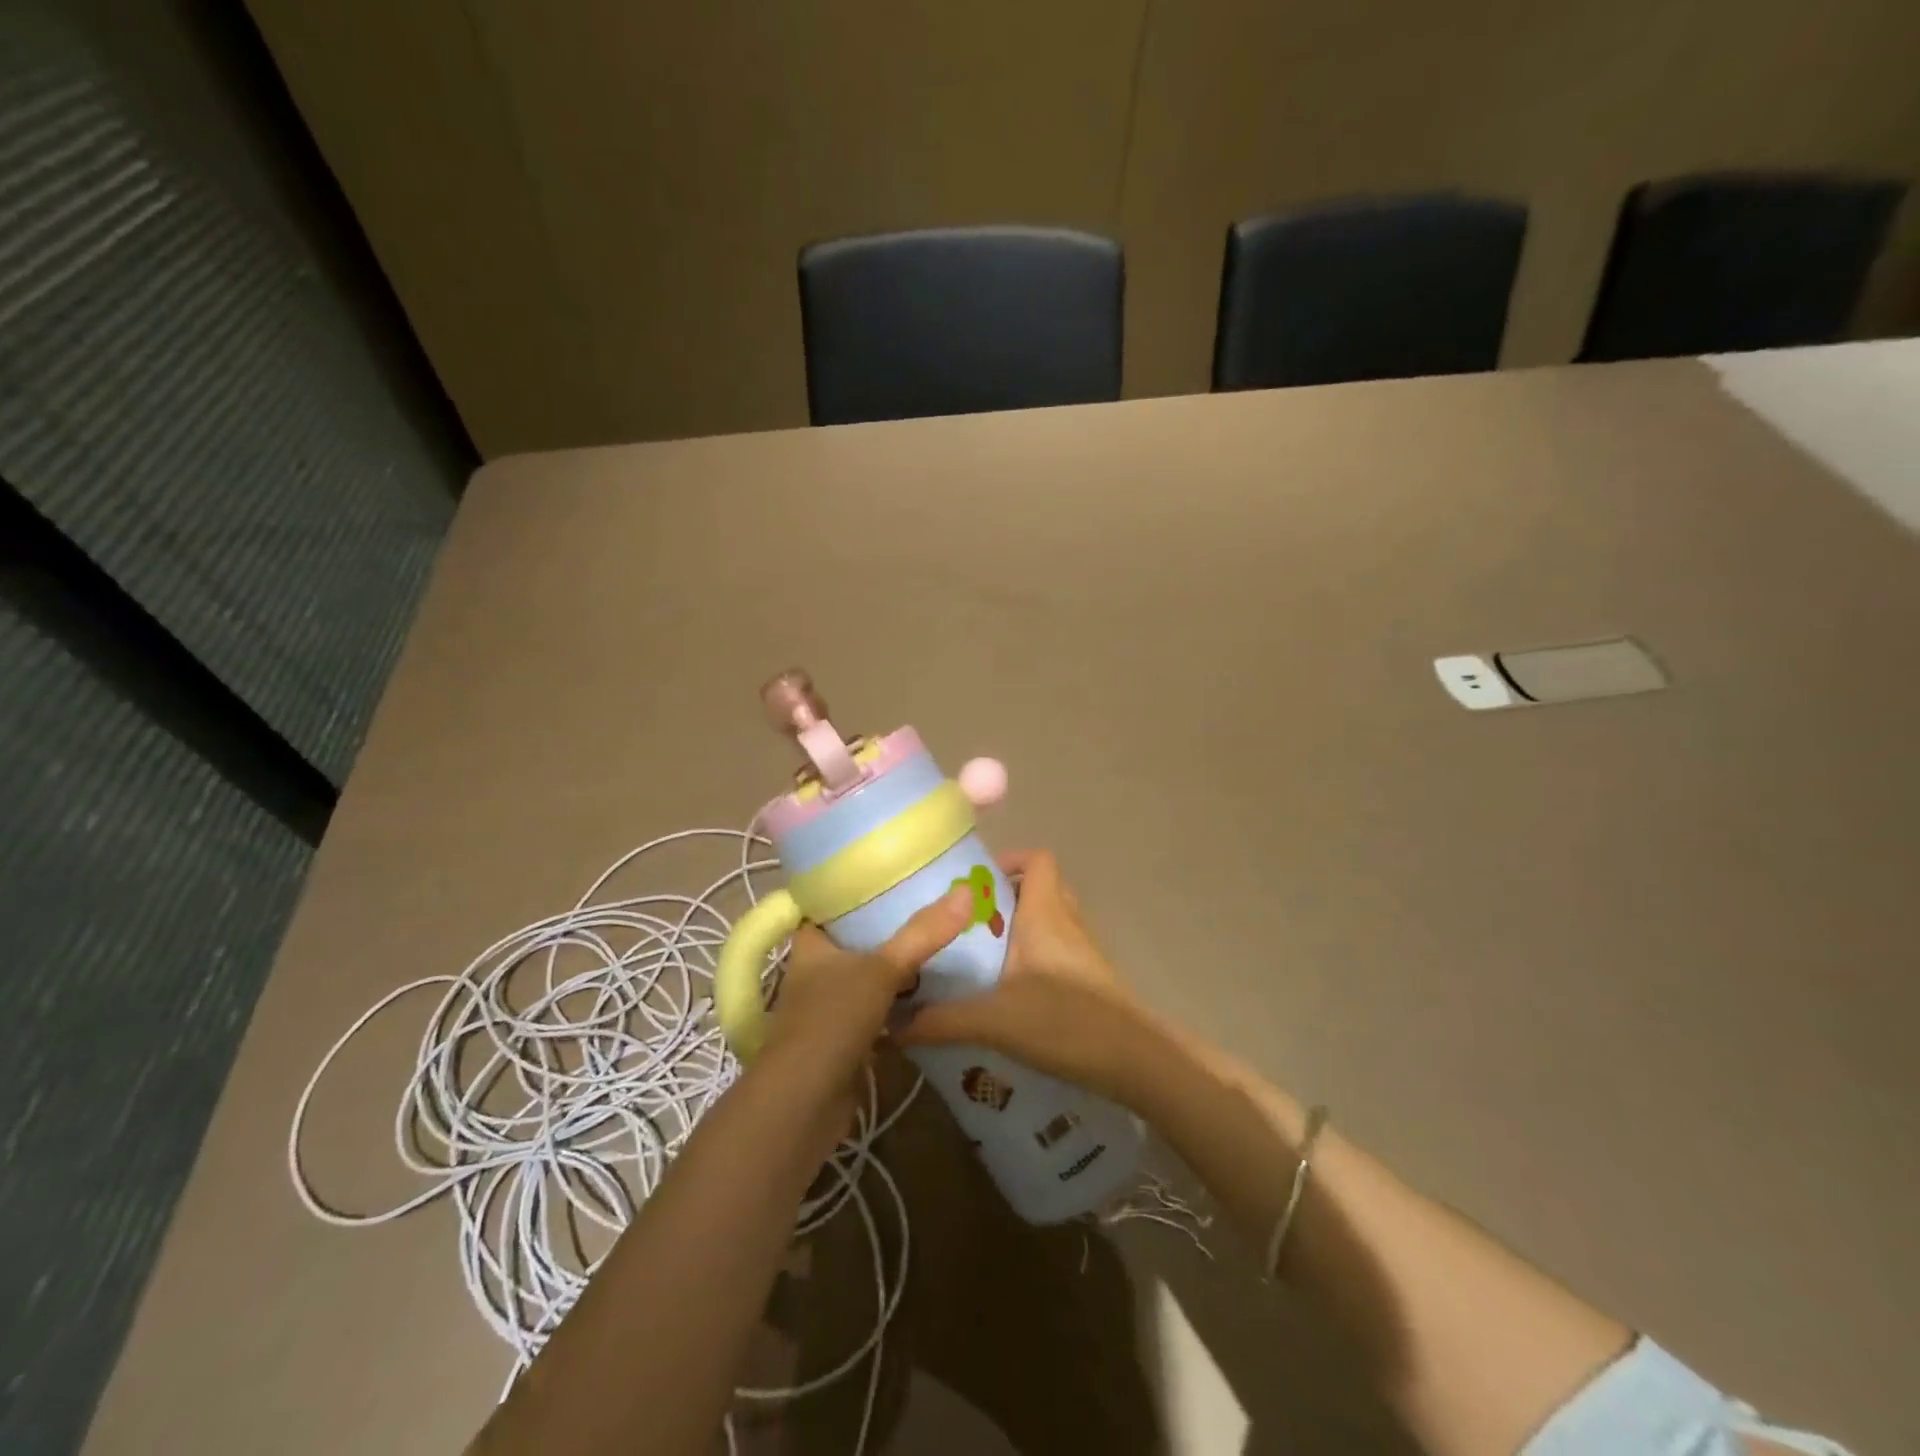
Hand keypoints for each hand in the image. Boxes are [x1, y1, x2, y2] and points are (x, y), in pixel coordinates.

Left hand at [760, 885, 974, 1080]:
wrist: (804, 1103)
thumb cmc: (832, 1020)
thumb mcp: (881, 969)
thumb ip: (923, 934)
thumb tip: (965, 892)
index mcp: (811, 946)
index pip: (827, 907)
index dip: (852, 890)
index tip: (890, 875)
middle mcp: (815, 974)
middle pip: (851, 942)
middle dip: (884, 929)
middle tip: (928, 908)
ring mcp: (828, 1010)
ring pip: (865, 979)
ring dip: (893, 969)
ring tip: (936, 945)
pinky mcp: (843, 1042)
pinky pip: (875, 1013)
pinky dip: (897, 1006)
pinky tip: (930, 995)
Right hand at [895, 850, 1157, 1102]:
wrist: (1134, 1061)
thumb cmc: (1064, 1021)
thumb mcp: (993, 1020)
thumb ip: (940, 1020)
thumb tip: (891, 1023)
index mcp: (1045, 913)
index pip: (1037, 860)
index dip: (1008, 859)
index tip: (973, 882)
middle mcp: (1067, 922)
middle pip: (1041, 888)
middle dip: (1005, 897)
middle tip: (968, 920)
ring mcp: (1083, 951)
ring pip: (1050, 920)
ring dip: (1020, 928)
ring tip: (982, 954)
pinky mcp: (1090, 979)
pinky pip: (1058, 949)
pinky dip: (1034, 956)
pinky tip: (1008, 991)